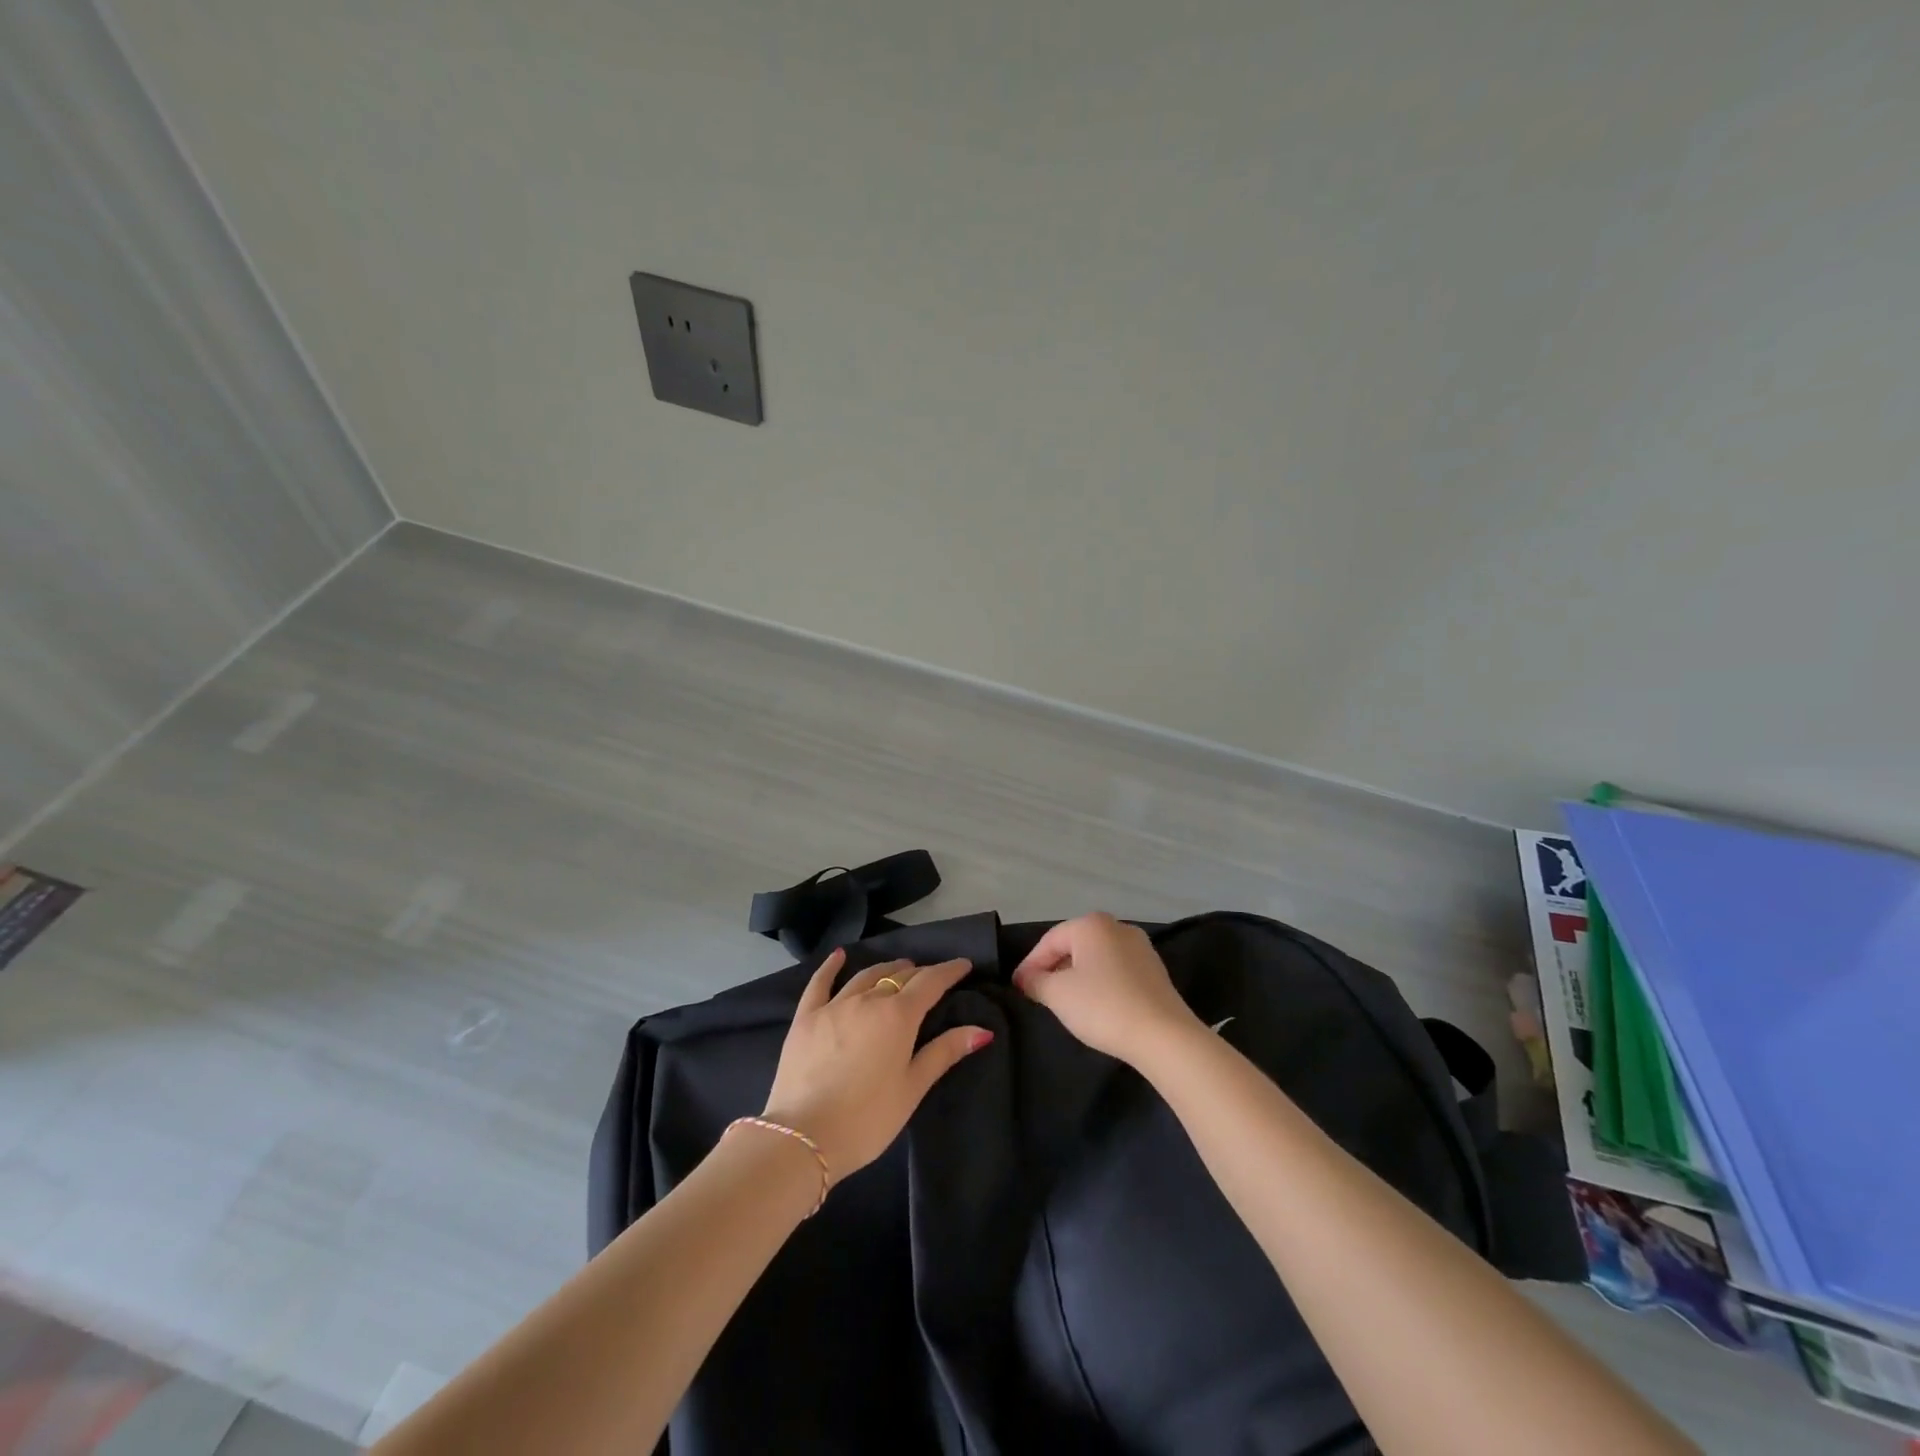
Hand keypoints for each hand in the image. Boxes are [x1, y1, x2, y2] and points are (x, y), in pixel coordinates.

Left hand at [761, 949, 991, 1181]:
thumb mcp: (912, 1088)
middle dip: (919, 973)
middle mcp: (867, 1000)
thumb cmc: (867, 1119)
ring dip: (886, 969)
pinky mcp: (806, 1018)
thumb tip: (982, 1029)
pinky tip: (839, 956)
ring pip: (865, 976)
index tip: (963, 964)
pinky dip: (831, 967)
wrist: (803, 1137)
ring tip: (899, 968)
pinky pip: (819, 983)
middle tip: (932, 977)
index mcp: (898, 1016)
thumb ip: (944, 1052)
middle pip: (898, 977)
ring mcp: (834, 1006)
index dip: (949, 971)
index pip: (930, 983)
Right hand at [1011, 912, 1200, 1065]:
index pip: (1049, 940)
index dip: (1030, 964)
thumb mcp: (1057, 994)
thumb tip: (1025, 977)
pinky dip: (1101, 983)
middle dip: (1053, 968)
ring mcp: (1140, 947)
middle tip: (1038, 994)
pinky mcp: (1155, 970)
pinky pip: (1116, 970)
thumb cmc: (1103, 1006)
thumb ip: (1035, 981)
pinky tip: (1096, 1005)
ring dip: (1077, 976)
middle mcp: (1117, 927)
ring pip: (1096, 958)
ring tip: (1065, 1001)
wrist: (1164, 1036)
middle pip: (1074, 946)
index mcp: (1091, 924)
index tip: (1017, 988)